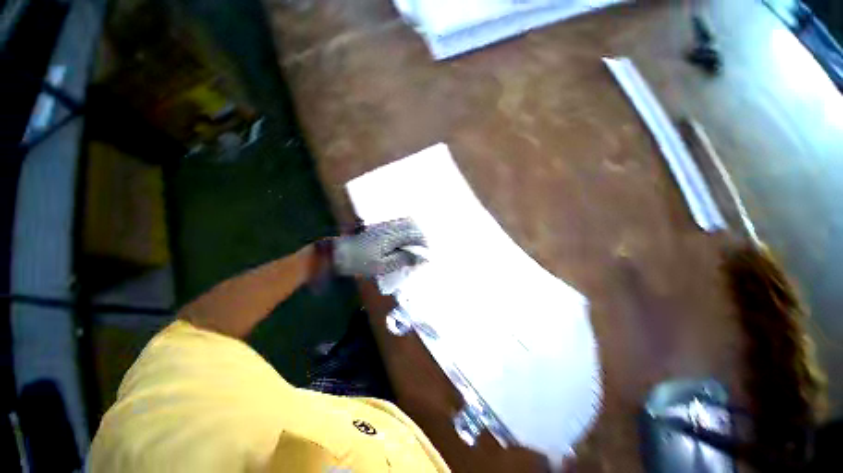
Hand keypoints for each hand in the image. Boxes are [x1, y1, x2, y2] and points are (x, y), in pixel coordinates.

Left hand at [332, 218, 426, 276]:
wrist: (339, 253)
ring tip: (417, 245)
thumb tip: (421, 258)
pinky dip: (405, 231)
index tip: (428, 254)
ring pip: (405, 224)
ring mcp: (384, 226)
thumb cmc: (361, 262)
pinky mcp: (379, 227)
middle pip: (412, 227)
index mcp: (392, 236)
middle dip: (421, 237)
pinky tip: (404, 240)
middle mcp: (390, 227)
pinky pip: (397, 225)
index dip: (424, 244)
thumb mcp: (383, 266)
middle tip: (425, 250)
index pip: (414, 236)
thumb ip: (403, 260)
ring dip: (414, 233)